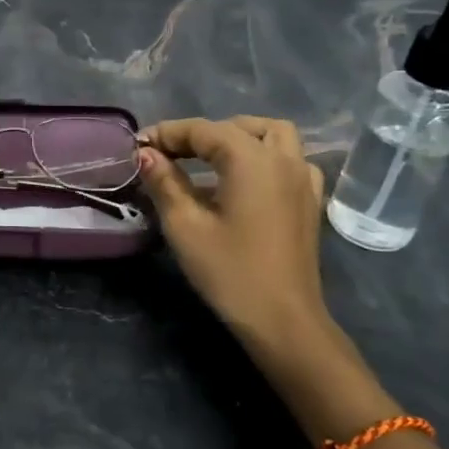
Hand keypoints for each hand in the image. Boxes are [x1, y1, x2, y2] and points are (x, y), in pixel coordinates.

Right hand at [136, 117, 358, 371]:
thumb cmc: (229, 272)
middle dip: (200, 134)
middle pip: (237, 127)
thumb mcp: (185, 226)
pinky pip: (291, 160)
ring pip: (272, 135)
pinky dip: (267, 156)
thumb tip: (146, 153)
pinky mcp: (310, 201)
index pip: (202, 130)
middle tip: (169, 155)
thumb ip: (164, 182)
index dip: (167, 134)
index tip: (138, 146)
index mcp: (251, 159)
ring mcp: (303, 178)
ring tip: (209, 158)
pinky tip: (247, 180)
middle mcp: (282, 158)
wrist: (283, 321)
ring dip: (239, 137)